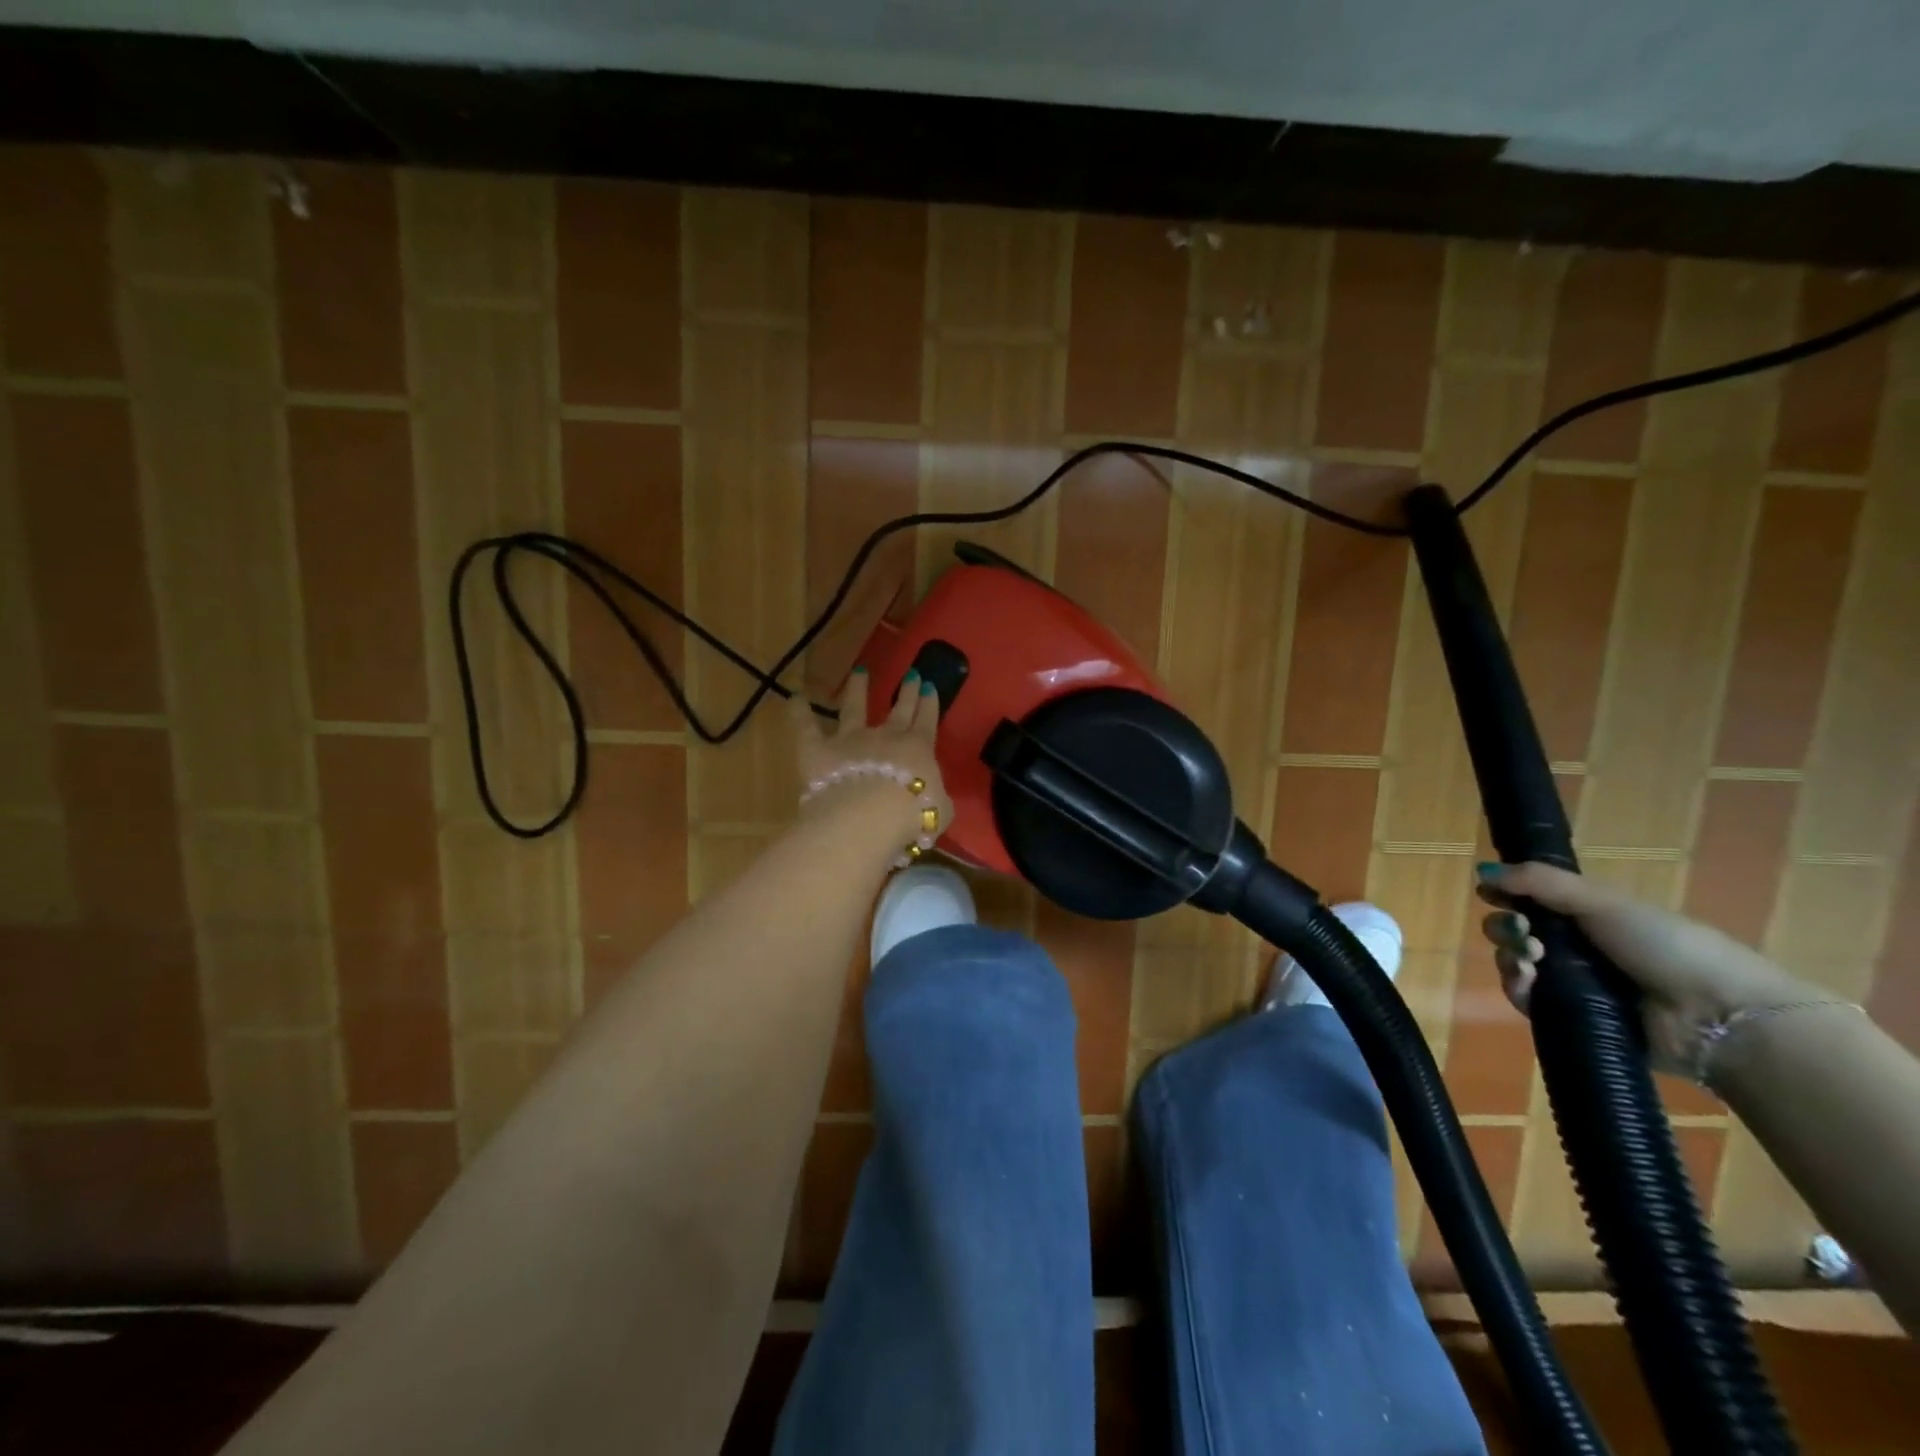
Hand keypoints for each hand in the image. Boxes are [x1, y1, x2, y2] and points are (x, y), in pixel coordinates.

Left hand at [793, 668, 952, 833]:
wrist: (867, 816)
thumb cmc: (911, 815)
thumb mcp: (940, 811)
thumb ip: (939, 799)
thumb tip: (938, 798)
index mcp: (918, 749)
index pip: (926, 721)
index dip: (929, 704)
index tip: (929, 686)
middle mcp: (885, 736)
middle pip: (899, 709)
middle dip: (907, 691)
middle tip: (911, 673)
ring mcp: (850, 739)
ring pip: (854, 708)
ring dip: (857, 689)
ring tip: (859, 671)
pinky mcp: (818, 749)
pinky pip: (806, 727)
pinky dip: (800, 711)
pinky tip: (795, 696)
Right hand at [1476, 861, 1809, 1076]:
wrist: (1718, 1016)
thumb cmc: (1667, 946)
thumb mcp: (1603, 901)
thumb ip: (1540, 882)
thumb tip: (1481, 871)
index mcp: (1589, 918)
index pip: (1530, 902)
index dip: (1506, 895)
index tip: (1490, 893)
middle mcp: (1577, 950)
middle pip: (1516, 933)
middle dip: (1506, 927)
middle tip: (1522, 932)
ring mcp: (1573, 986)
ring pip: (1515, 964)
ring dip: (1510, 955)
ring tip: (1531, 959)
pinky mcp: (1570, 1019)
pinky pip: (1525, 1000)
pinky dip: (1518, 987)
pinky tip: (1528, 979)